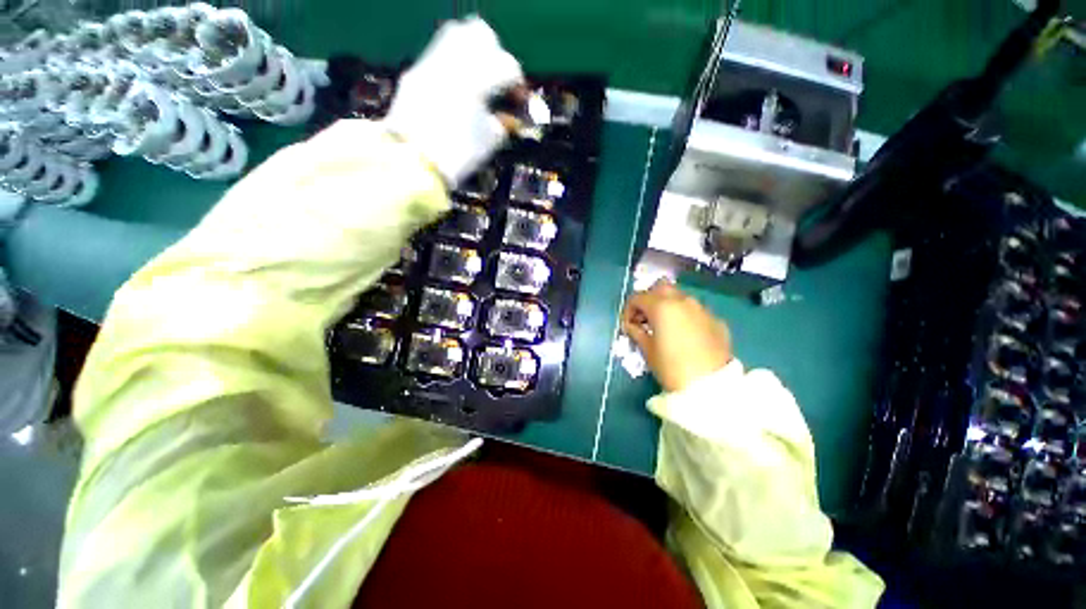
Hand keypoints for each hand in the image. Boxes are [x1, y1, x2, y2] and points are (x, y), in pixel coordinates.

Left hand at [384, 16, 522, 185]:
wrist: (415, 163)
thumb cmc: (457, 156)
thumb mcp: (489, 142)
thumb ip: (504, 124)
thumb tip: (513, 119)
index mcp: (477, 81)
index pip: (507, 66)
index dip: (518, 84)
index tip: (520, 101)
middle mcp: (453, 62)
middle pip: (482, 35)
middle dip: (495, 55)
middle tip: (499, 82)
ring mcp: (431, 64)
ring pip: (457, 34)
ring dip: (473, 52)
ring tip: (478, 80)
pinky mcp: (416, 73)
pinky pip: (439, 55)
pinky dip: (453, 65)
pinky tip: (456, 89)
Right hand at [621, 280, 732, 392]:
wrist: (710, 387)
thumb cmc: (671, 367)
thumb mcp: (647, 350)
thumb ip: (636, 332)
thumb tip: (631, 325)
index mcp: (662, 306)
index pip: (638, 297)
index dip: (628, 310)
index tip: (628, 326)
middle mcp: (682, 301)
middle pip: (660, 288)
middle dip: (649, 300)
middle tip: (645, 319)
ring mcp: (702, 309)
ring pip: (680, 297)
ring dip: (668, 305)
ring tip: (664, 326)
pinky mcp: (716, 320)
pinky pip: (695, 311)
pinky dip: (685, 316)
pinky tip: (684, 335)